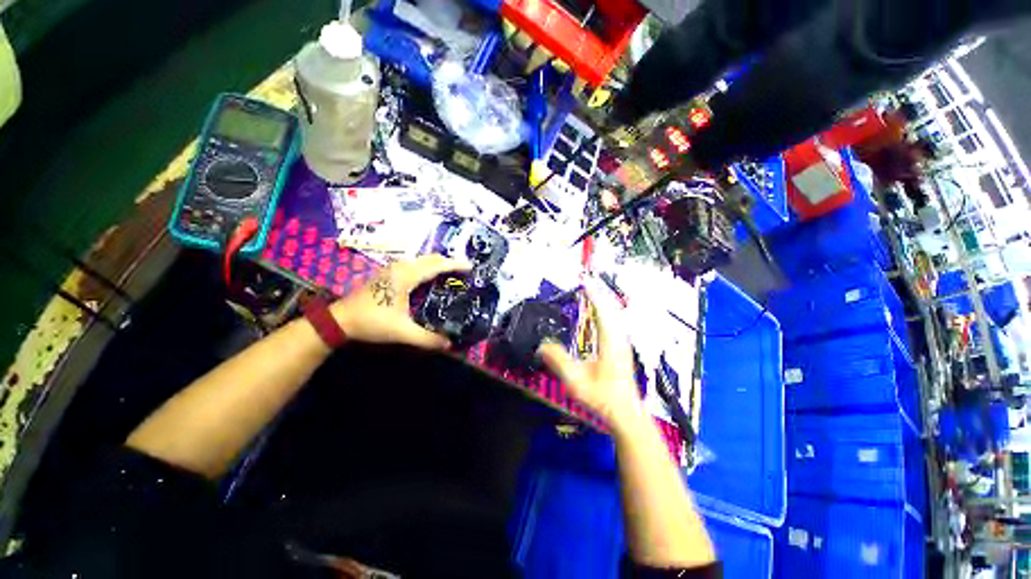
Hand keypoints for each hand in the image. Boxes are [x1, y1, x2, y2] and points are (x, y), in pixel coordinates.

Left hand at [330, 254, 470, 349]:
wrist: (340, 320)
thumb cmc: (372, 323)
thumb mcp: (401, 332)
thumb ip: (426, 338)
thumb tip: (449, 344)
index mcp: (406, 277)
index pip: (436, 266)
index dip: (455, 265)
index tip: (471, 266)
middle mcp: (400, 268)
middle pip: (430, 259)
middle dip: (448, 262)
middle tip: (464, 270)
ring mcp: (392, 269)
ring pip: (421, 260)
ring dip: (437, 263)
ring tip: (451, 272)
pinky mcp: (388, 274)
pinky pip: (414, 265)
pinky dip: (427, 267)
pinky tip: (430, 277)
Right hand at [538, 281, 644, 426]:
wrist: (625, 412)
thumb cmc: (602, 396)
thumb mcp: (576, 380)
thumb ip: (558, 361)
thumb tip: (542, 345)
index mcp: (609, 341)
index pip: (602, 310)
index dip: (593, 294)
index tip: (583, 282)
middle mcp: (618, 337)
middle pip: (610, 308)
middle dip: (598, 293)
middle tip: (585, 282)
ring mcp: (622, 342)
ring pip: (614, 314)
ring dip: (603, 301)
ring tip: (590, 293)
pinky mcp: (621, 347)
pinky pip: (614, 321)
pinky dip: (606, 311)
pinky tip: (599, 313)